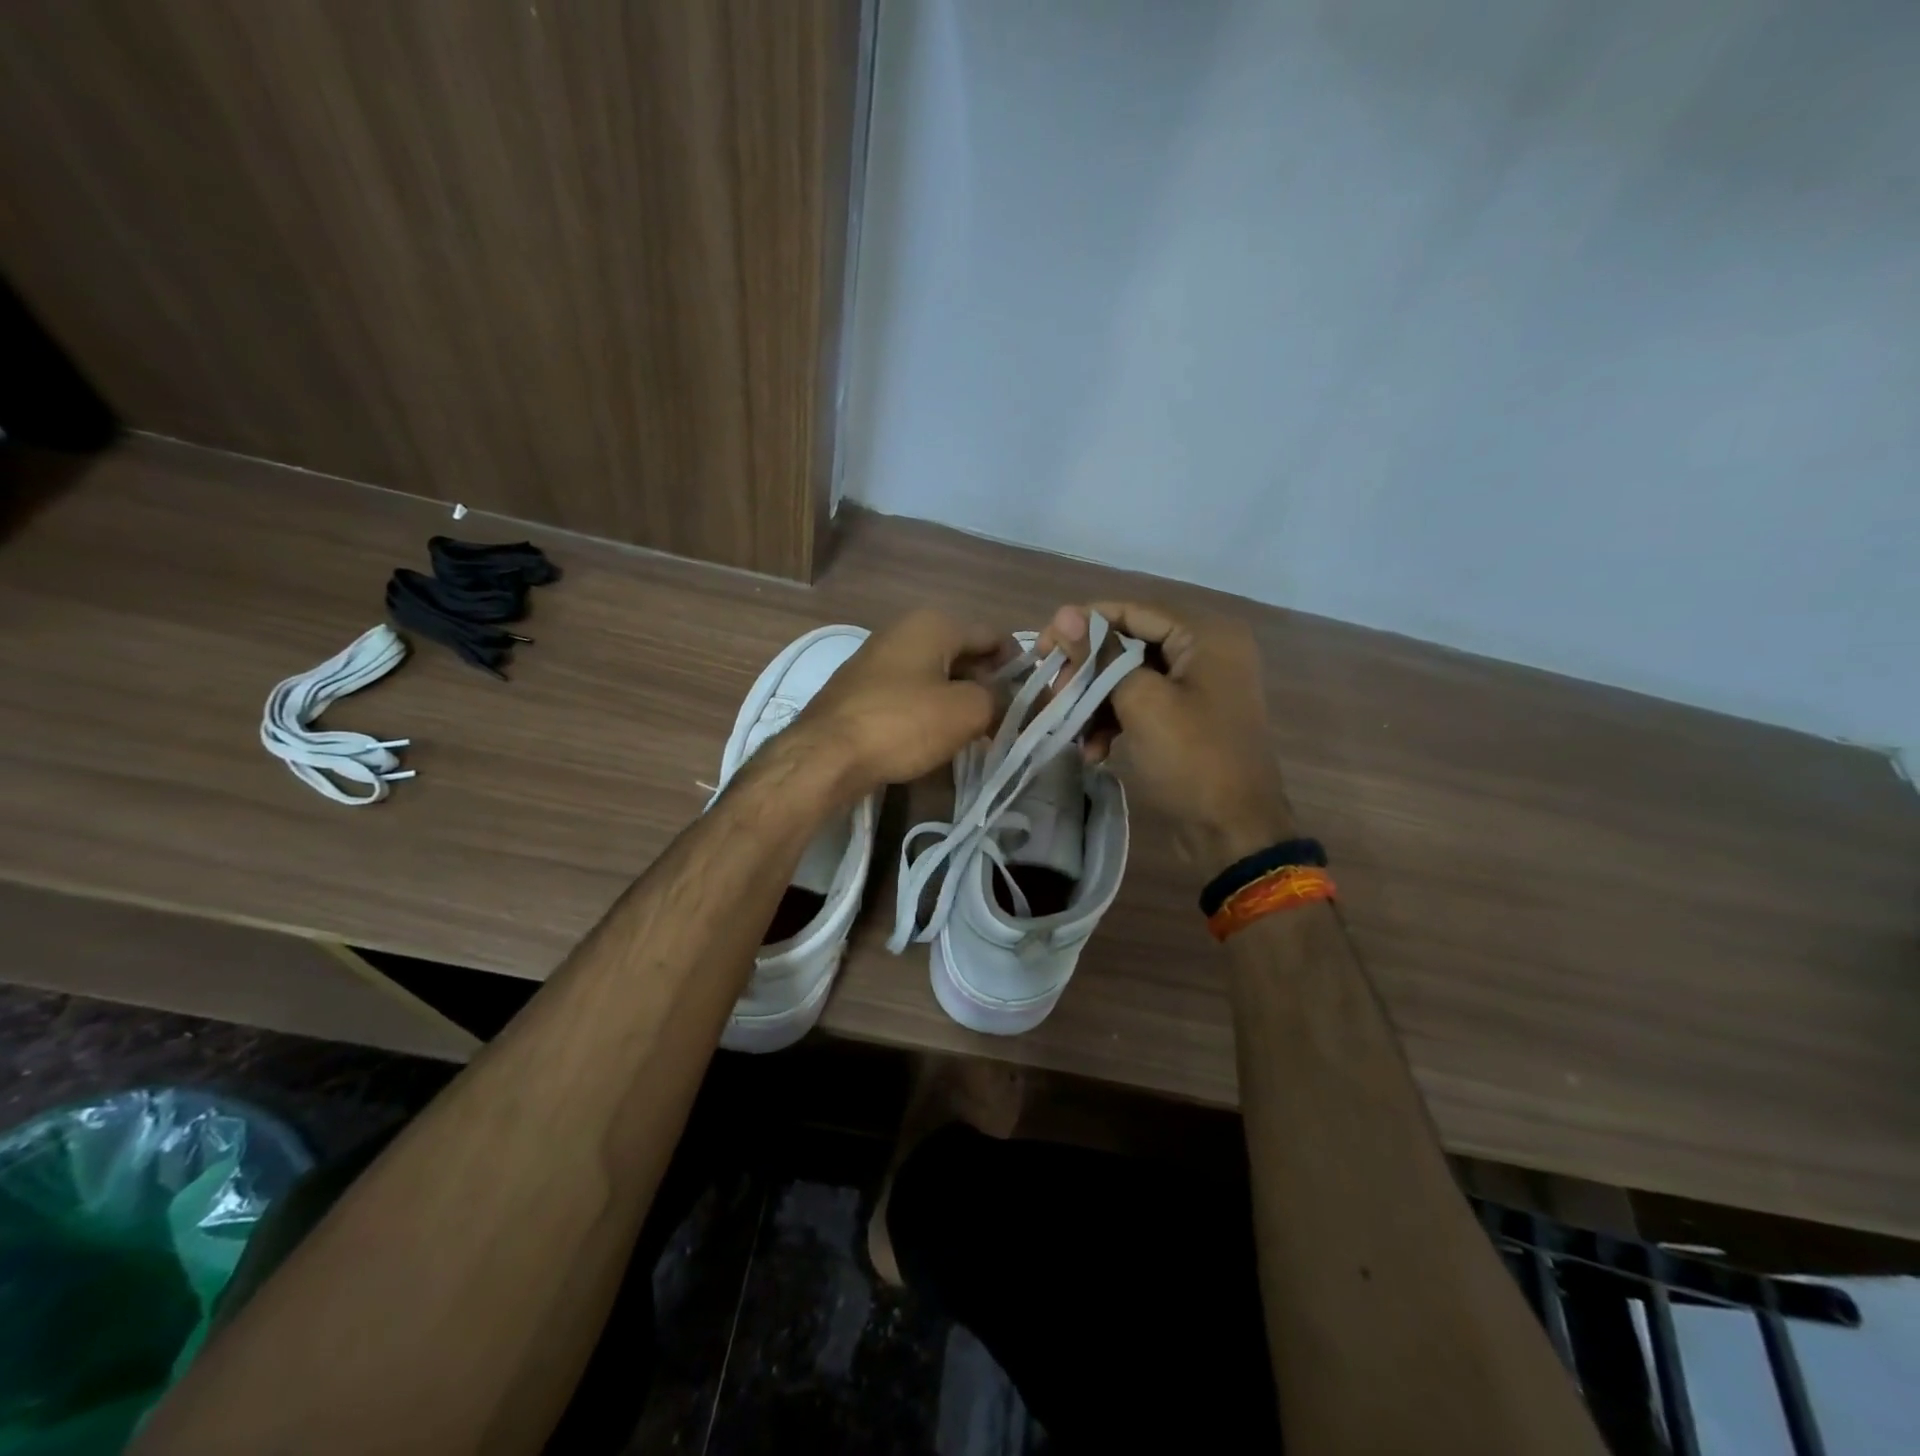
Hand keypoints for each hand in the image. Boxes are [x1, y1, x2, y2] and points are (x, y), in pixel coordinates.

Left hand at [780, 609, 1014, 800]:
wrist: (825, 755)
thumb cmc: (903, 724)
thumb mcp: (966, 711)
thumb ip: (1000, 699)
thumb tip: (1011, 699)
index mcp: (934, 622)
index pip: (995, 635)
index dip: (1019, 667)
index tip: (1032, 701)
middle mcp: (906, 630)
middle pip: (966, 654)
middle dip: (989, 685)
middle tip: (1006, 722)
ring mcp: (880, 658)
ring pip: (939, 675)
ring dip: (961, 700)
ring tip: (977, 734)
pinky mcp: (864, 688)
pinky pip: (913, 692)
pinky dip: (931, 710)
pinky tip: (938, 738)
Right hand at [1039, 602, 1293, 861]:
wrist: (1233, 833)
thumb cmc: (1191, 759)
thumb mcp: (1142, 702)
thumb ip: (1102, 654)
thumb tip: (1064, 612)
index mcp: (1206, 634)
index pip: (1132, 611)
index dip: (1083, 625)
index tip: (1042, 647)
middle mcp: (1206, 650)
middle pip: (1129, 643)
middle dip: (1087, 671)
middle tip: (1053, 692)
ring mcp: (1198, 685)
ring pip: (1130, 677)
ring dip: (1095, 702)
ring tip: (1068, 729)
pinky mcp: (1187, 717)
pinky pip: (1142, 703)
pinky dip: (1114, 722)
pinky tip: (1093, 752)